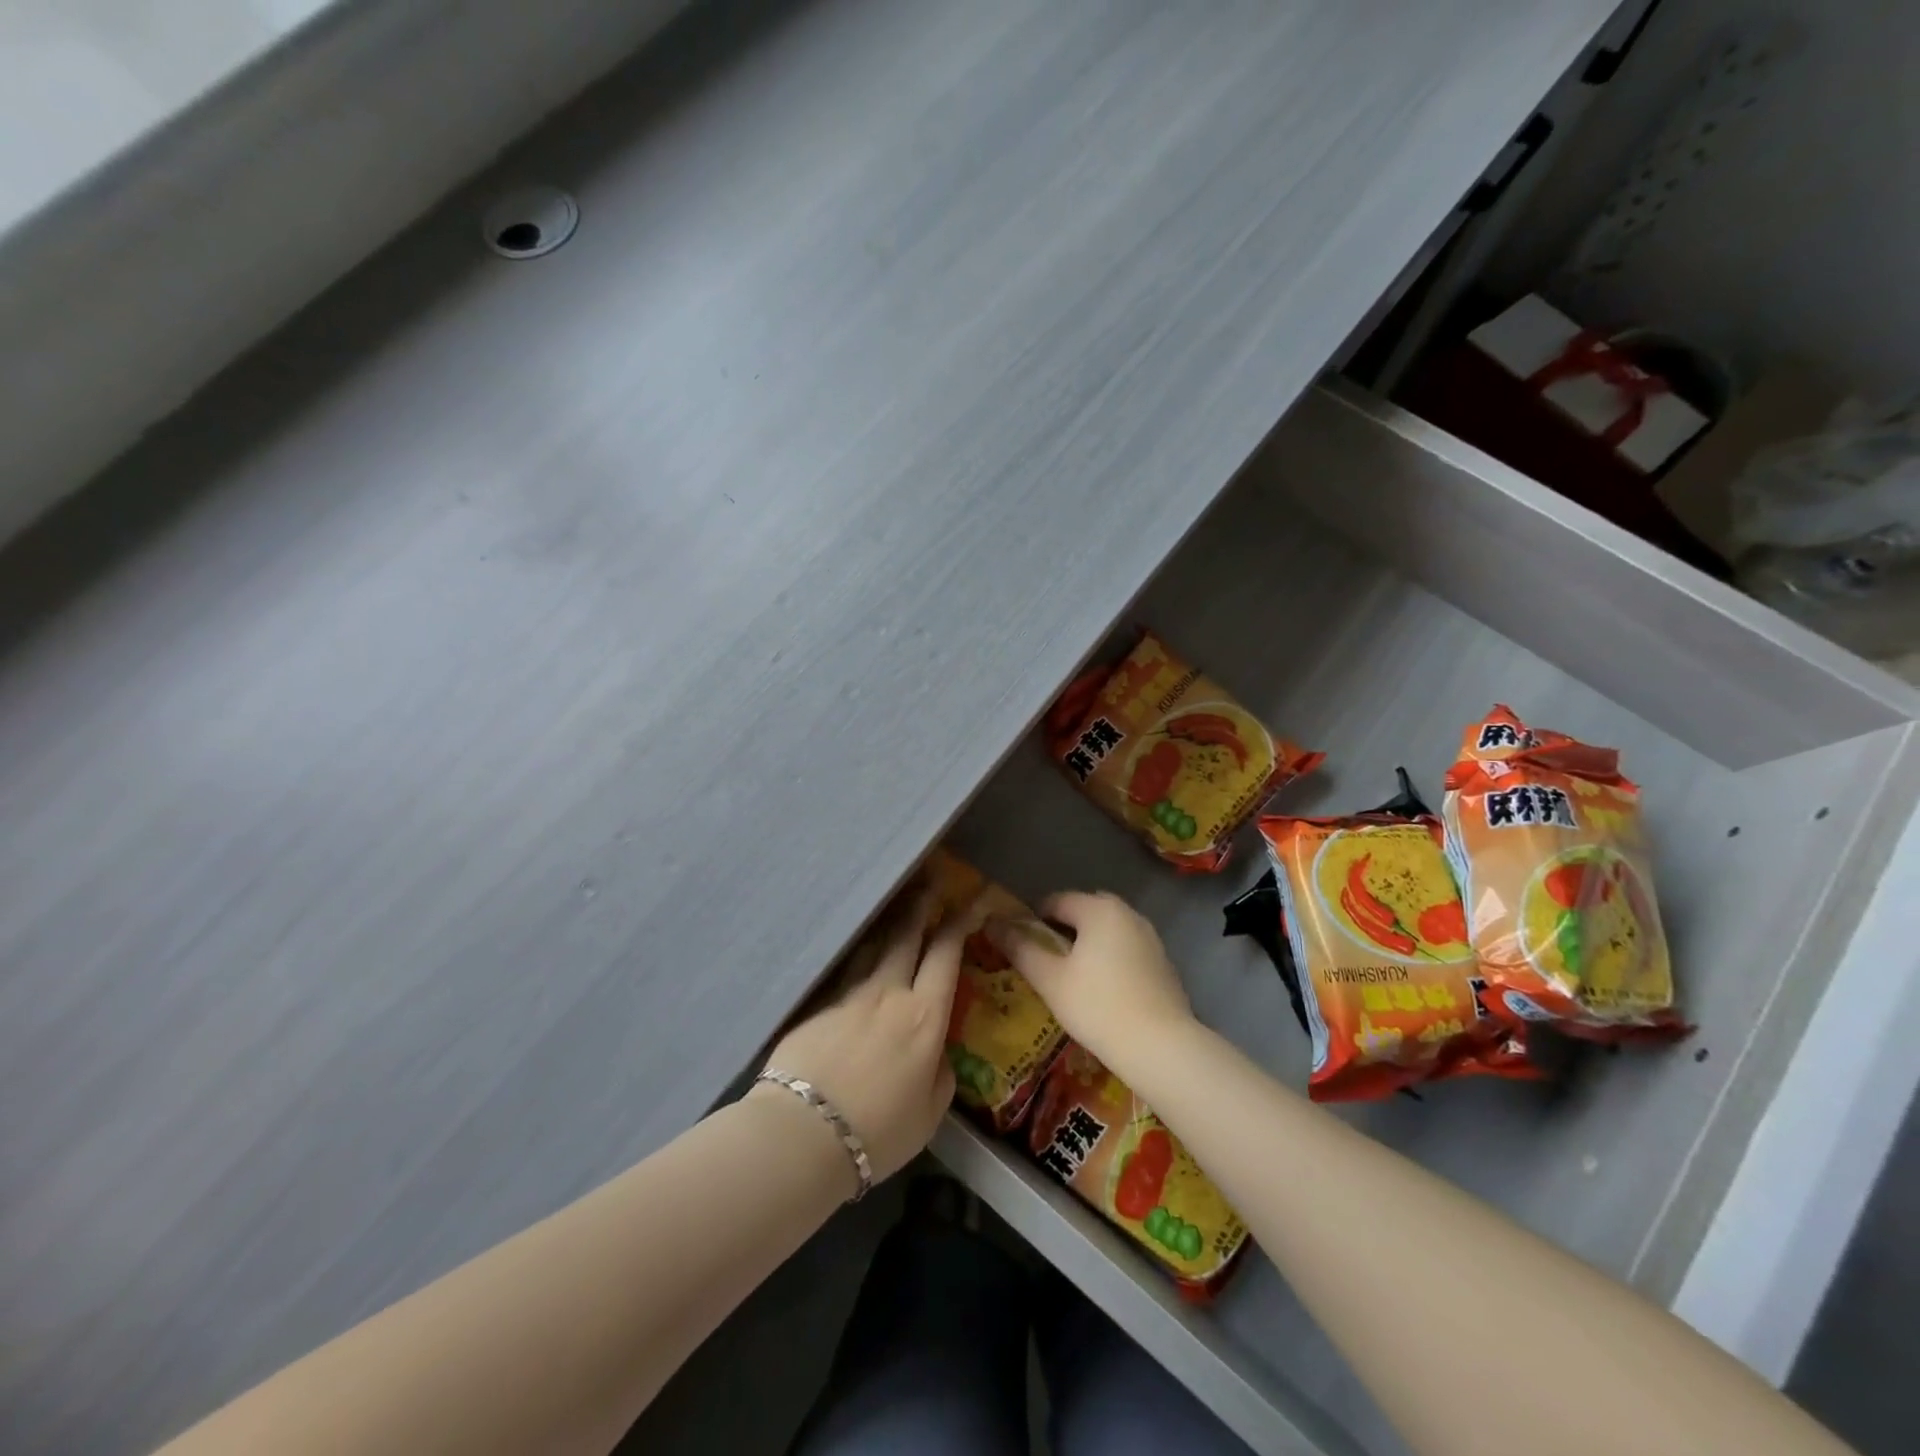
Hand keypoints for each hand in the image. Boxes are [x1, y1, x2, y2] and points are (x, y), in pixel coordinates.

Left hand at [758, 887, 969, 1187]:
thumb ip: (940, 1075)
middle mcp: (888, 992)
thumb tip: (936, 1053)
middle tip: (931, 881)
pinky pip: (846, 969)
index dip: (962, 922)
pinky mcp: (818, 1004)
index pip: (946, 954)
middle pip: (907, 935)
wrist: (803, 1133)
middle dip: (922, 904)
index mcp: (924, 1016)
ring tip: (896, 908)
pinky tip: (857, 952)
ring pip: (873, 945)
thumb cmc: (878, 1132)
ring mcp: (849, 994)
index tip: (974, 900)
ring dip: (889, 923)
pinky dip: (858, 953)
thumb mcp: (929, 1114)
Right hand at [986, 891, 1194, 1073]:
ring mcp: (1150, 937)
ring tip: (1072, 976)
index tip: (1021, 945)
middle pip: (1084, 911)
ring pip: (1108, 930)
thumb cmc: (1097, 1006)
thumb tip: (992, 923)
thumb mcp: (1049, 979)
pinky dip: (1111, 958)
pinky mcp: (1163, 962)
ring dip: (1088, 943)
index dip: (1033, 919)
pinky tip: (1104, 990)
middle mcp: (1127, 913)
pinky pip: (1127, 949)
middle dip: (1062, 929)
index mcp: (1098, 909)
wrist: (1161, 1046)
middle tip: (1046, 960)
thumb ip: (1020, 948)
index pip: (1056, 901)